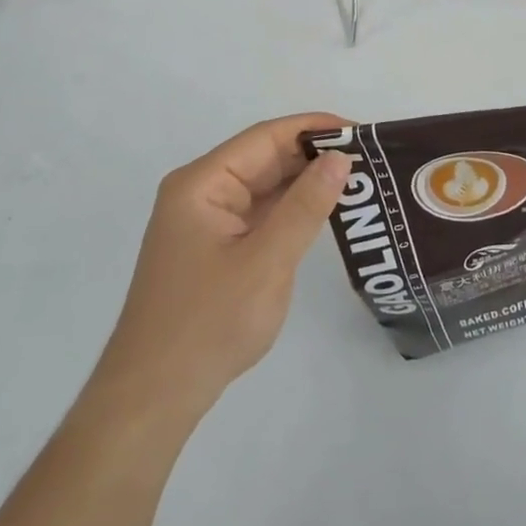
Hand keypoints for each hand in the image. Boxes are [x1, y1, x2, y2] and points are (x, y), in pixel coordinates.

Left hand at [92, 114, 351, 426]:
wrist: (154, 397)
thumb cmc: (208, 323)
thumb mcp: (266, 261)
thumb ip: (305, 206)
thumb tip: (339, 158)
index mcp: (202, 183)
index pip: (266, 138)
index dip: (315, 128)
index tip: (363, 132)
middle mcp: (201, 192)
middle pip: (265, 159)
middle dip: (315, 157)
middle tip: (371, 160)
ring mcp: (207, 221)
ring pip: (265, 187)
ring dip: (307, 184)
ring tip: (360, 181)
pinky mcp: (215, 247)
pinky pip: (260, 214)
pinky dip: (292, 211)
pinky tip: (326, 212)